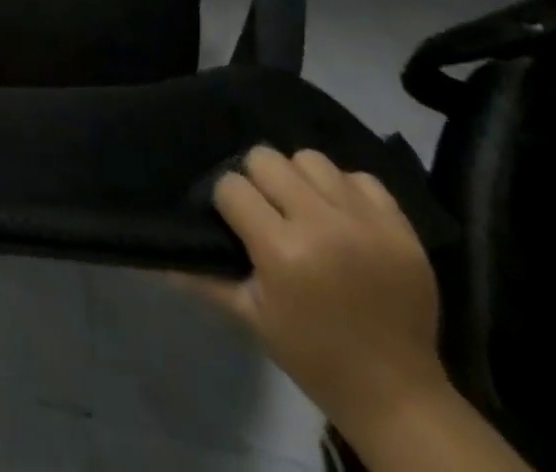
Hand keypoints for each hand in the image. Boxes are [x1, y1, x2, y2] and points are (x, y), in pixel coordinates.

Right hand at [173, 147, 451, 440]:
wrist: (399, 396)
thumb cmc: (313, 355)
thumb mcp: (250, 318)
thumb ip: (202, 278)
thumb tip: (154, 258)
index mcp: (282, 251)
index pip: (232, 187)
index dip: (228, 202)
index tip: (236, 224)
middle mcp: (323, 225)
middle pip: (267, 158)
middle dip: (259, 182)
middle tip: (268, 212)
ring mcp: (366, 223)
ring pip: (311, 159)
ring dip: (301, 180)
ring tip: (306, 209)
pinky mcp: (401, 228)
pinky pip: (361, 177)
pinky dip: (346, 191)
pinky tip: (343, 217)